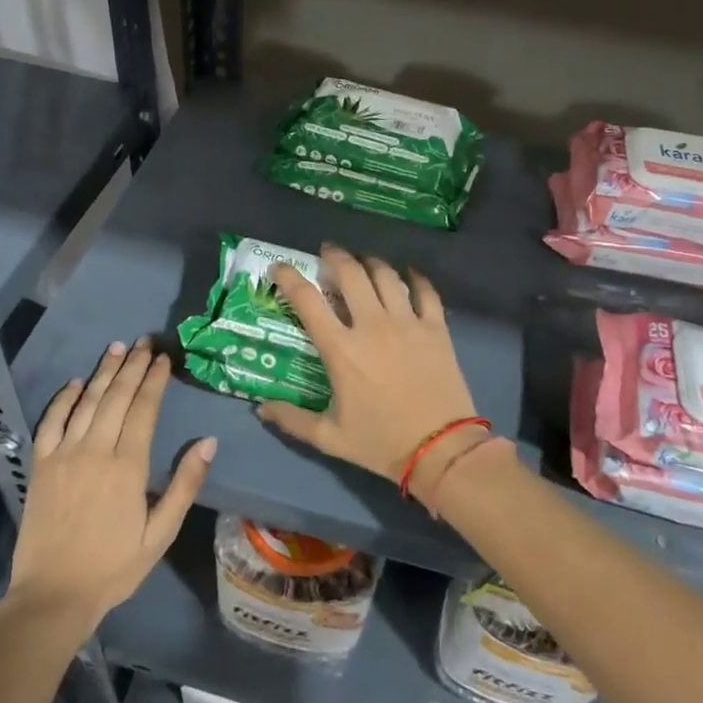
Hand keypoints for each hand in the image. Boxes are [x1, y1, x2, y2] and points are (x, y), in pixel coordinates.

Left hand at [7, 338, 214, 630]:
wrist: (53, 595)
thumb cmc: (114, 567)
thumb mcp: (161, 533)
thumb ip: (185, 485)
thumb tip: (208, 442)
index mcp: (128, 466)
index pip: (144, 409)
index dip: (154, 380)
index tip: (164, 358)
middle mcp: (95, 451)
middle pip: (116, 397)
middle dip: (132, 366)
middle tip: (144, 341)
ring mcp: (64, 455)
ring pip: (86, 402)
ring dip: (103, 372)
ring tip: (117, 348)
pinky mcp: (41, 466)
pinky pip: (51, 422)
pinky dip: (63, 400)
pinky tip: (75, 383)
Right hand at [257, 244, 481, 484]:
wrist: (441, 449)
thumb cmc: (381, 443)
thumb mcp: (330, 438)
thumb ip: (292, 420)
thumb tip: (261, 409)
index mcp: (341, 349)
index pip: (307, 301)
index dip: (289, 278)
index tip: (280, 268)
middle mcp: (372, 326)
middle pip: (350, 274)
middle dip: (335, 256)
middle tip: (327, 252)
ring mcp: (407, 323)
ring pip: (386, 276)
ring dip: (370, 262)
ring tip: (363, 261)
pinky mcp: (436, 328)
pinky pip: (426, 291)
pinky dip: (415, 278)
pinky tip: (409, 274)